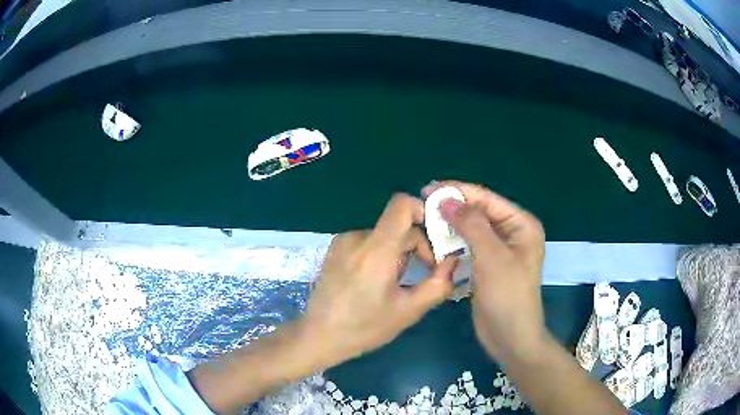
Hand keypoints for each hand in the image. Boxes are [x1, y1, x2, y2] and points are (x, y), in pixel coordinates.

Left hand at [302, 194, 458, 367]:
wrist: (319, 336)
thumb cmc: (364, 327)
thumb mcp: (408, 311)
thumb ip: (438, 284)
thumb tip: (454, 261)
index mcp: (376, 249)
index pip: (402, 204)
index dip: (424, 212)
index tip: (437, 239)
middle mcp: (357, 237)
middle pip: (398, 225)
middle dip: (417, 246)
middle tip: (424, 275)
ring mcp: (343, 242)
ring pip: (384, 235)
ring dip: (399, 253)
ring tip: (397, 283)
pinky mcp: (335, 249)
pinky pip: (368, 242)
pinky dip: (381, 254)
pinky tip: (377, 281)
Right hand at [423, 181, 546, 362]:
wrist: (510, 337)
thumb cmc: (508, 296)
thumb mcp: (492, 257)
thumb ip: (471, 225)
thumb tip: (447, 199)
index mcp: (521, 225)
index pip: (487, 199)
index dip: (458, 191)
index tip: (428, 188)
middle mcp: (512, 233)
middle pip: (479, 212)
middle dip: (453, 207)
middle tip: (422, 203)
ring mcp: (499, 250)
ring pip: (471, 229)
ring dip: (451, 225)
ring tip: (425, 219)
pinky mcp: (487, 265)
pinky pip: (468, 247)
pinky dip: (453, 243)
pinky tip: (436, 241)